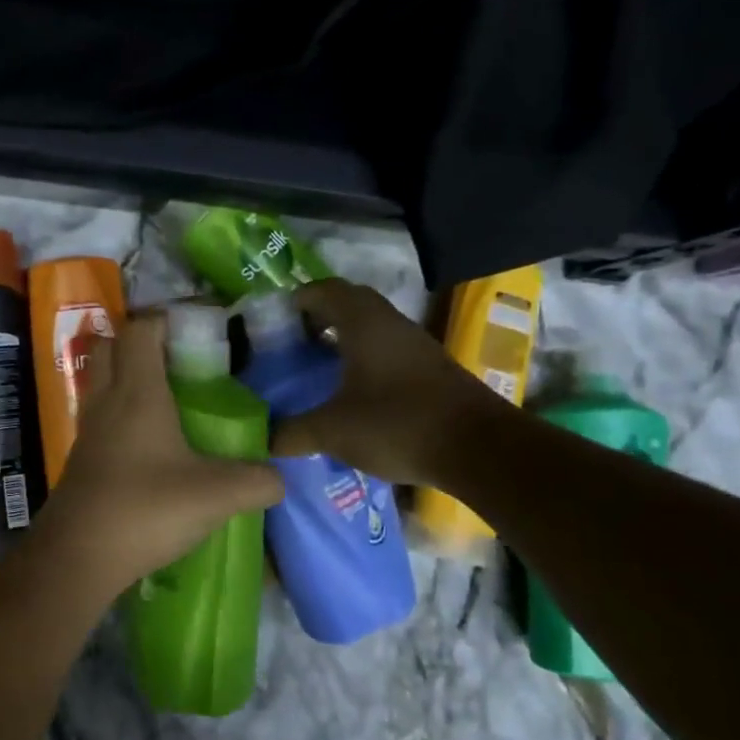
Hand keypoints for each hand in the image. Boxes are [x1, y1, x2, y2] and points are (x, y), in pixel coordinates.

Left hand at [35, 310, 281, 595]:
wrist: (77, 557)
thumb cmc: (145, 509)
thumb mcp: (216, 495)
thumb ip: (257, 481)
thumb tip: (280, 478)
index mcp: (137, 392)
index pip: (141, 329)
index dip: (167, 317)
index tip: (200, 324)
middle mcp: (107, 400)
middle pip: (111, 345)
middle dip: (143, 340)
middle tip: (182, 357)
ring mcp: (89, 430)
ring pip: (102, 380)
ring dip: (129, 375)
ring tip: (171, 395)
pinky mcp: (83, 458)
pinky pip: (101, 415)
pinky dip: (123, 411)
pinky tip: (152, 440)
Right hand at [271, 279, 489, 488]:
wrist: (478, 448)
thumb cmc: (397, 424)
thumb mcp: (332, 431)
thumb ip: (291, 432)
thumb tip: (261, 438)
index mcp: (363, 322)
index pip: (323, 290)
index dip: (296, 299)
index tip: (272, 320)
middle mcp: (390, 323)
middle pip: (348, 305)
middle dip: (318, 318)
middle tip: (291, 344)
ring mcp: (415, 345)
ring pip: (371, 329)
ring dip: (343, 340)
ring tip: (315, 368)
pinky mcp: (431, 370)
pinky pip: (387, 351)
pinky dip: (364, 361)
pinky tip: (351, 392)